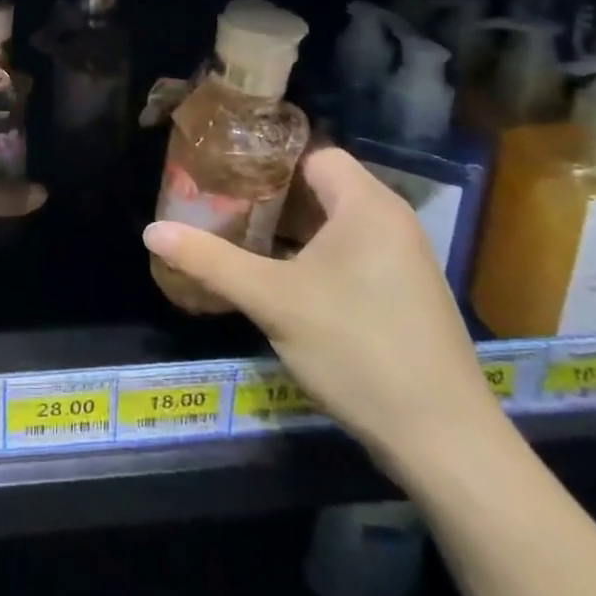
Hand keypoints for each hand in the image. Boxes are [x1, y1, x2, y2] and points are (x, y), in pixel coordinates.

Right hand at [142, 147, 494, 467]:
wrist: (444, 441)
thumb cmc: (357, 349)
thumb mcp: (273, 301)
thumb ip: (211, 261)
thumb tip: (151, 231)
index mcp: (366, 205)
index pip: (310, 155)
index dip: (265, 160)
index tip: (221, 174)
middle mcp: (390, 221)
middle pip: (319, 187)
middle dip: (268, 197)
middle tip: (218, 206)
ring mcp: (401, 259)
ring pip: (333, 224)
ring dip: (288, 230)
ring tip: (237, 238)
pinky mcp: (403, 293)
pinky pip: (349, 253)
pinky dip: (312, 256)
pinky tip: (278, 279)